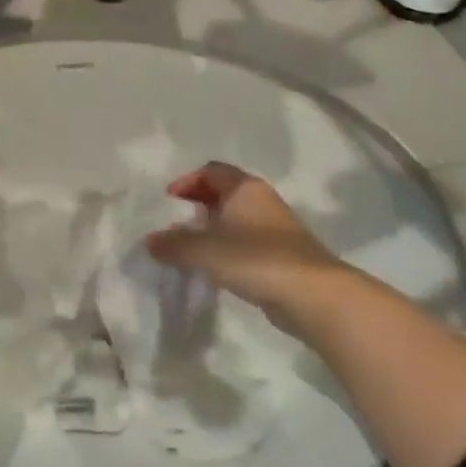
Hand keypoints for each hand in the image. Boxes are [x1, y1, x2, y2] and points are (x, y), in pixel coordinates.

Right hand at [146, 162, 342, 312]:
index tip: (169, 201)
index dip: (187, 181)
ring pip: (236, 218)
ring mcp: (276, 227)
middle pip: (224, 192)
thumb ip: (174, 245)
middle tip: (176, 224)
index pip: (211, 171)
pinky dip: (229, 248)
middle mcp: (261, 200)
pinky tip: (217, 268)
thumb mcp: (205, 251)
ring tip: (192, 249)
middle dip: (198, 204)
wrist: (315, 295)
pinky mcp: (284, 254)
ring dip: (214, 229)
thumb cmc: (256, 259)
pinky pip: (248, 242)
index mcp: (244, 188)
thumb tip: (150, 241)